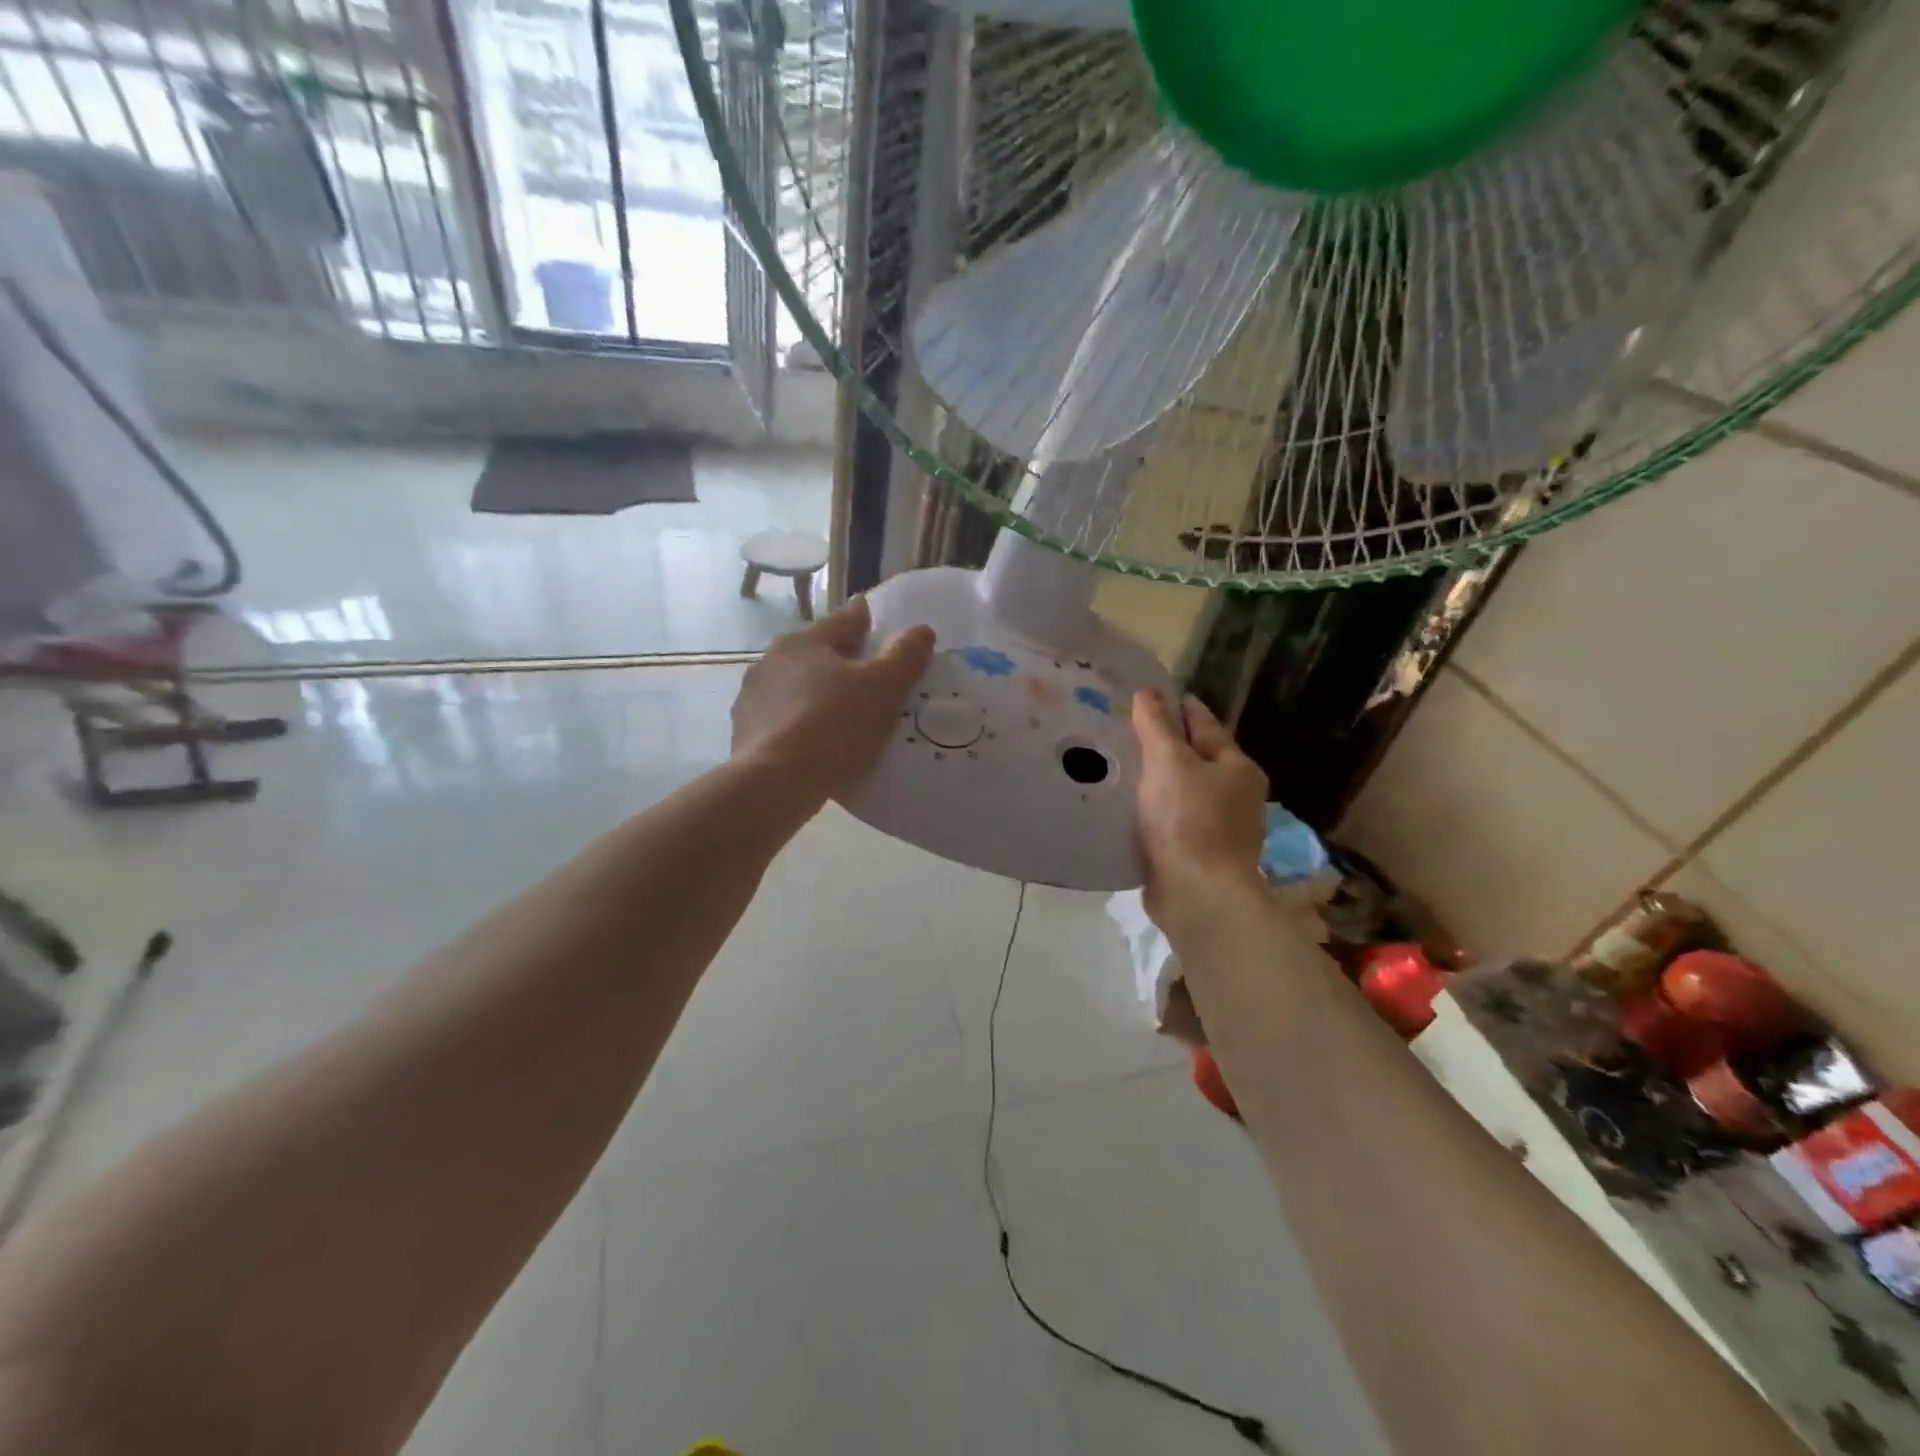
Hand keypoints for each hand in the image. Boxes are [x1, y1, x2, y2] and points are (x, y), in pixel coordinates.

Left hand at [732, 597, 935, 798]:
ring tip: (844, 715)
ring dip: (818, 694)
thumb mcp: (883, 689)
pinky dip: (801, 725)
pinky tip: (817, 744)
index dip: (868, 621)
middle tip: (870, 678)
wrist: (775, 783)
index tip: (880, 625)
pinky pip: (783, 720)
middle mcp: (772, 660)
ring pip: (797, 687)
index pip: (845, 620)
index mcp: (805, 641)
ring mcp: (753, 697)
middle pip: (818, 653)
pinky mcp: (745, 732)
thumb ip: (905, 657)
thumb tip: (922, 631)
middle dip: (842, 661)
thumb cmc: (834, 726)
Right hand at [1132, 692, 1268, 938]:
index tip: (1152, 695)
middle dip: (1165, 745)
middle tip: (1126, 729)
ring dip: (1156, 780)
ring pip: (1182, 791)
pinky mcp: (1197, 854)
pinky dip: (1153, 810)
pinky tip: (1126, 806)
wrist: (1198, 896)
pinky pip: (1171, 820)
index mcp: (1237, 767)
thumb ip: (1156, 726)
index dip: (1179, 707)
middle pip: (1196, 758)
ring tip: (1119, 765)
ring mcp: (1218, 827)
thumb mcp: (1169, 762)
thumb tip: (1148, 692)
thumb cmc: (1188, 820)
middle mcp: (1235, 795)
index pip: (1205, 724)